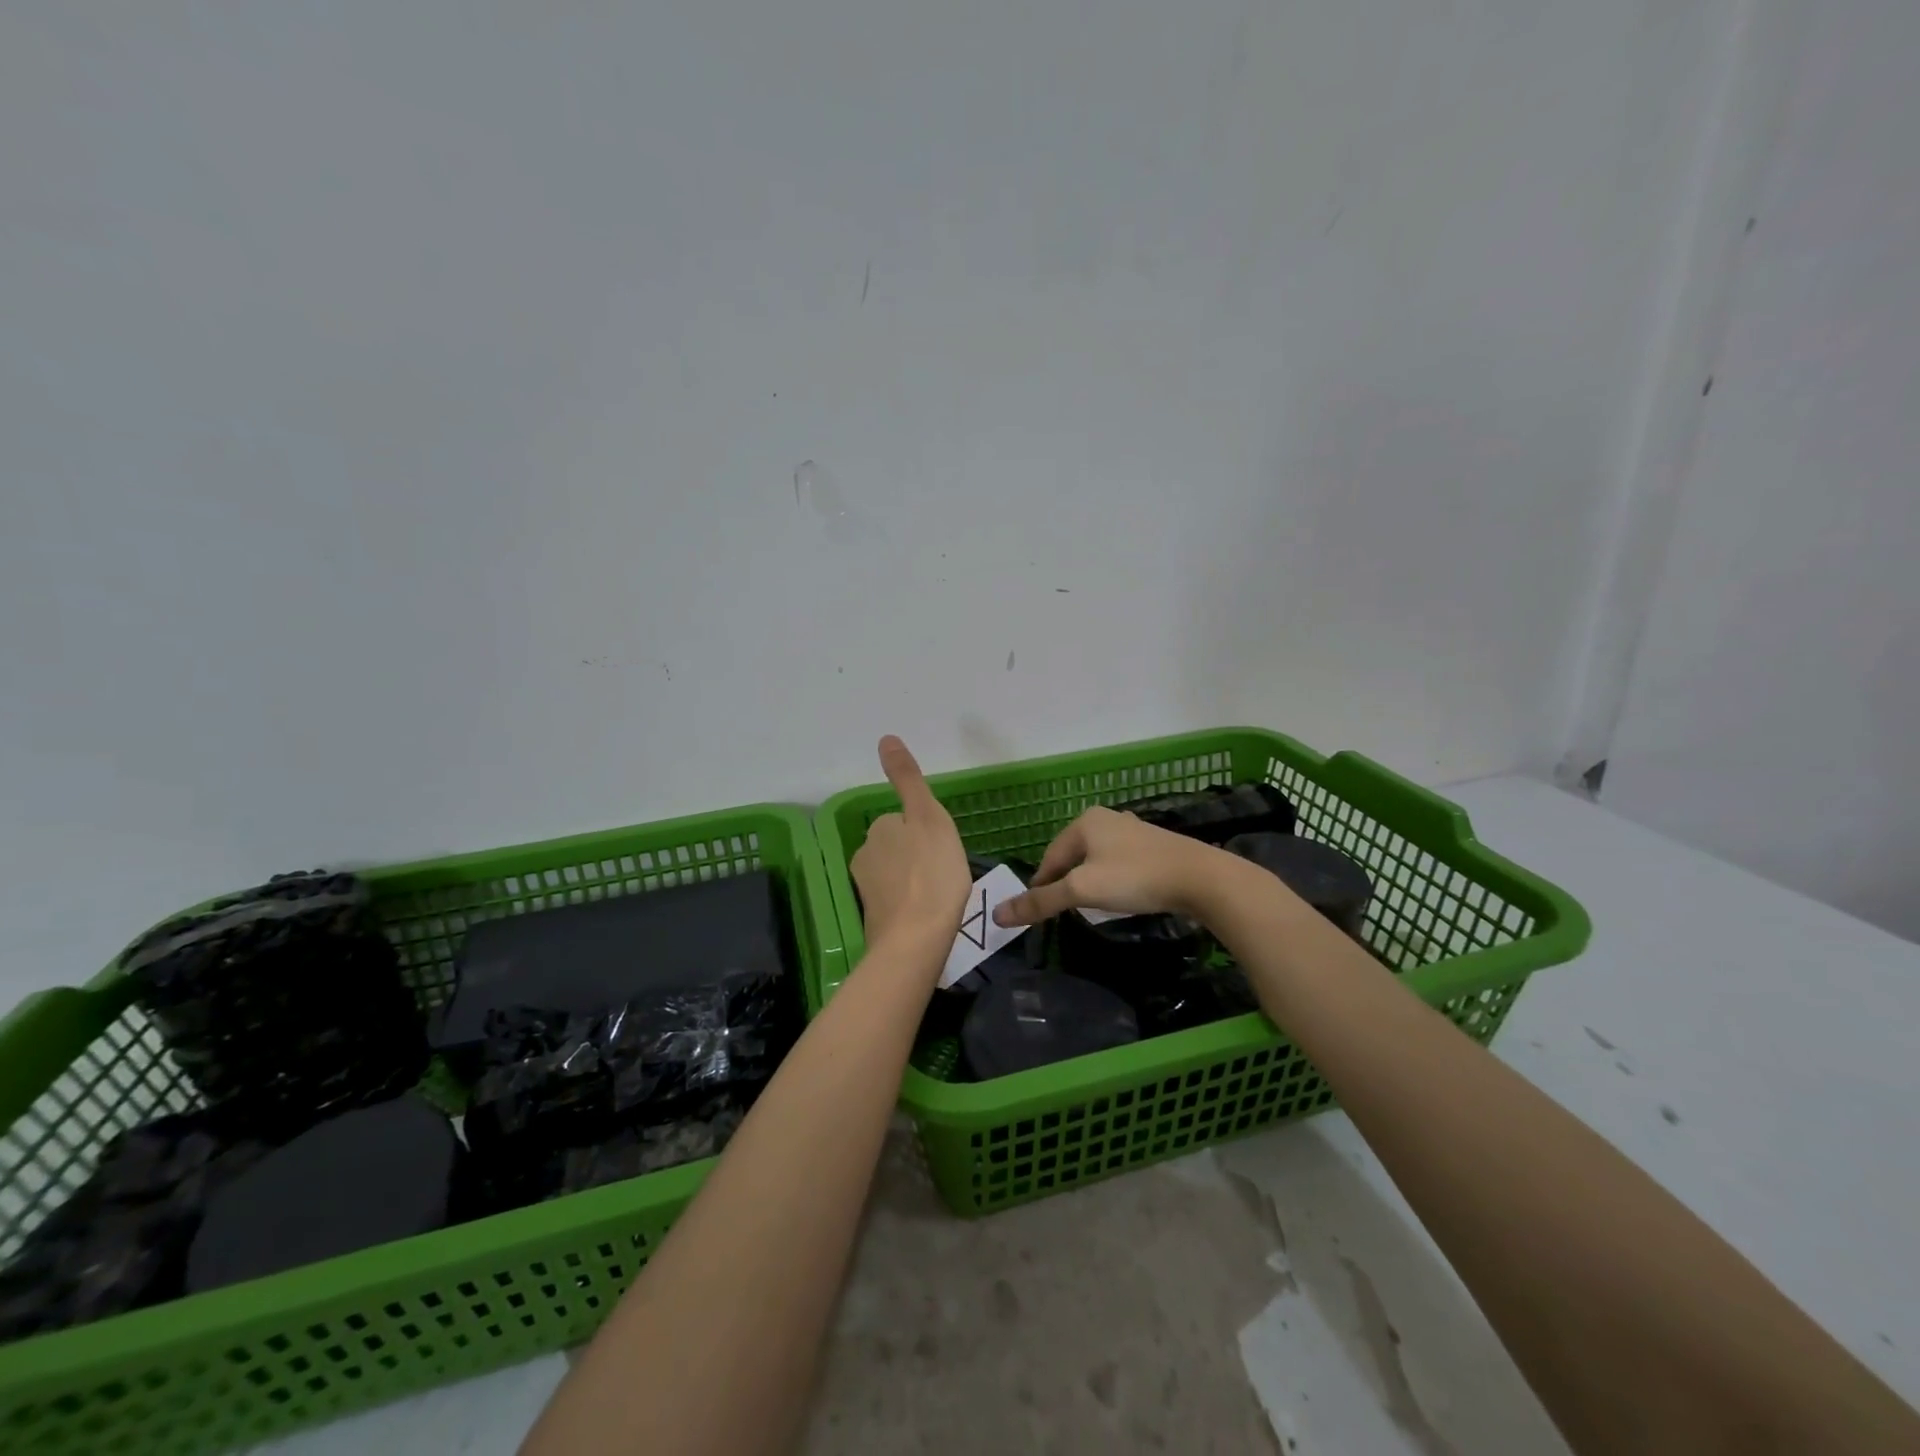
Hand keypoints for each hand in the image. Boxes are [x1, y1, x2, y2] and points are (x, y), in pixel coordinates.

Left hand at [850, 736, 971, 955]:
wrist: (916, 938)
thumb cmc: (933, 873)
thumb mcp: (928, 816)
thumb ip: (907, 779)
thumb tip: (885, 738)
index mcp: (879, 829)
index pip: (903, 821)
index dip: (925, 832)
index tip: (943, 848)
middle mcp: (865, 855)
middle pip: (897, 847)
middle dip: (917, 855)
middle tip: (945, 872)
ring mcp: (867, 889)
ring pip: (896, 874)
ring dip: (914, 879)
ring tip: (940, 895)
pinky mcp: (874, 918)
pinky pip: (896, 901)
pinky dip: (909, 903)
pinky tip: (928, 914)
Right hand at [992, 806, 1234, 926]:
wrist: (1200, 878)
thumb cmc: (1134, 878)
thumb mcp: (1082, 891)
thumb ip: (1041, 901)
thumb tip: (998, 914)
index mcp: (1084, 822)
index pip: (1049, 857)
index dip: (1041, 886)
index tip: (1039, 913)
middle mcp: (1106, 818)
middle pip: (1072, 856)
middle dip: (1066, 883)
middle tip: (1065, 912)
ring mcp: (1132, 830)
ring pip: (1096, 859)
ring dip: (1090, 881)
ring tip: (1091, 906)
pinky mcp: (1153, 844)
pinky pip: (1119, 862)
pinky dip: (1113, 879)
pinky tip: (1121, 894)